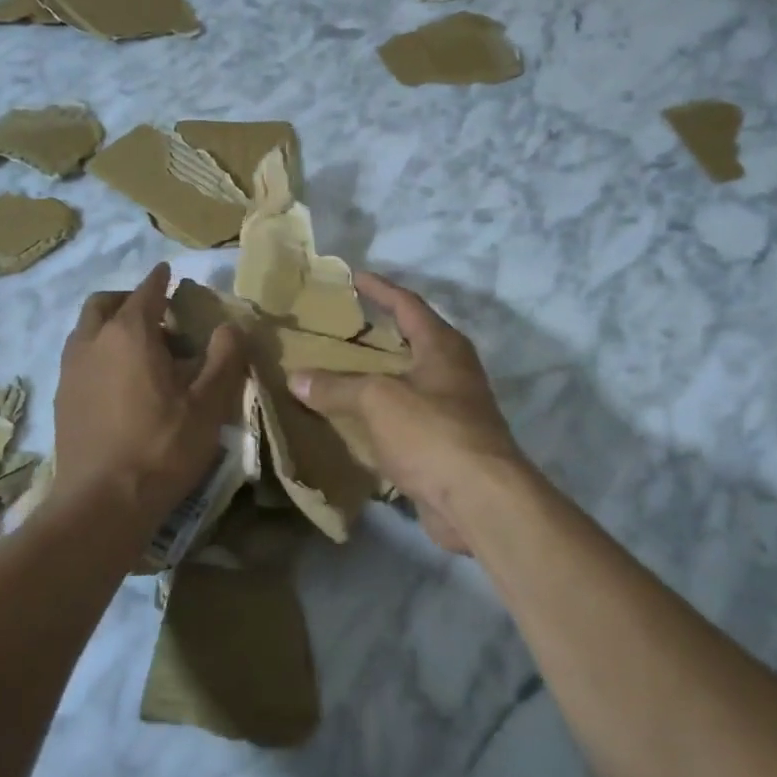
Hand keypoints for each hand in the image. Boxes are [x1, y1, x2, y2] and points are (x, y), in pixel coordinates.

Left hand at [55, 263, 246, 523]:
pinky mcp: (61, 399)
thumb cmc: (162, 447)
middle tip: (155, 313)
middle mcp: (92, 342)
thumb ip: (224, 358)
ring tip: (138, 348)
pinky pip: (79, 358)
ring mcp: (70, 371)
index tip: (168, 272)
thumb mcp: (209, 403)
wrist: (102, 503)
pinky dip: (99, 352)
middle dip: (128, 298)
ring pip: (86, 330)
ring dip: (110, 326)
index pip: (146, 291)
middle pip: (104, 303)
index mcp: (129, 333)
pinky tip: (118, 382)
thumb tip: (230, 326)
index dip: (160, 279)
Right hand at [288, 272, 524, 553]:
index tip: (353, 276)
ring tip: (336, 373)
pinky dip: (379, 417)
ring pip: (406, 385)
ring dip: (375, 379)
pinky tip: (351, 423)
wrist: (479, 500)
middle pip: (410, 343)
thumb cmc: (433, 433)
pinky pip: (404, 421)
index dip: (380, 289)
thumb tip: (297, 378)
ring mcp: (452, 411)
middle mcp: (452, 373)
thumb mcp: (378, 400)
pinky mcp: (445, 446)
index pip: (408, 304)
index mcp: (443, 347)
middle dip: (375, 336)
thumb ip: (337, 387)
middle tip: (337, 330)